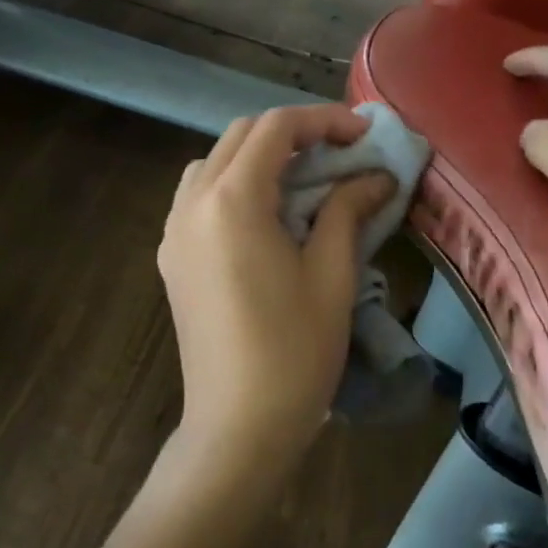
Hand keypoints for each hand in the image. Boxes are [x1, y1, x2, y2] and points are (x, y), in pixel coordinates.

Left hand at [158, 105, 394, 481]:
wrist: (238, 427)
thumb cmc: (294, 351)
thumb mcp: (332, 274)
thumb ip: (348, 210)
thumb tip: (376, 175)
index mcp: (231, 201)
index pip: (276, 128)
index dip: (324, 121)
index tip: (364, 135)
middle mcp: (192, 203)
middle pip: (241, 137)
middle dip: (293, 133)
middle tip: (340, 151)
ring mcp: (174, 230)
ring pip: (214, 162)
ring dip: (260, 156)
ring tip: (304, 178)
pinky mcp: (171, 257)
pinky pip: (199, 195)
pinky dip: (234, 183)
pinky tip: (267, 213)